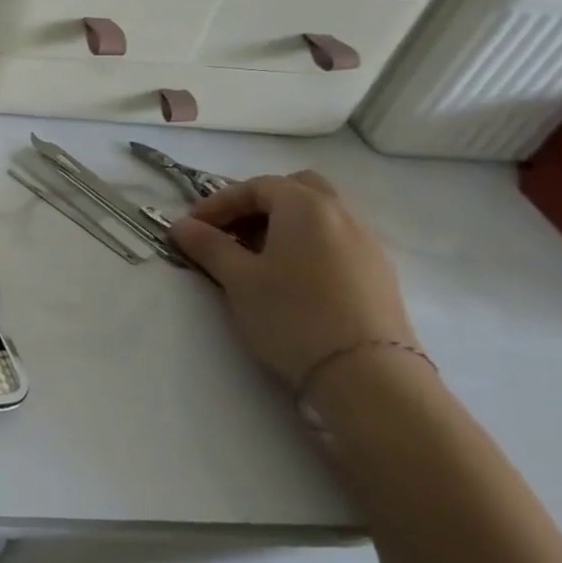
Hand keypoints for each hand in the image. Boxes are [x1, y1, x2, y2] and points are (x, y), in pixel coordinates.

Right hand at [169, 171, 416, 388]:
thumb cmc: (292, 315)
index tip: (193, 227)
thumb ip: (208, 246)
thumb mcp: (238, 279)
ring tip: (256, 257)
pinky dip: (308, 244)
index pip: (256, 186)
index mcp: (306, 207)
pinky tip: (290, 277)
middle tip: (231, 232)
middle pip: (297, 189)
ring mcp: (367, 244)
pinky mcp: (379, 274)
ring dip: (284, 224)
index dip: (219, 202)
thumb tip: (181, 226)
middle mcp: (342, 215)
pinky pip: (336, 240)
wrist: (367, 375)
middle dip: (259, 204)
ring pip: (321, 215)